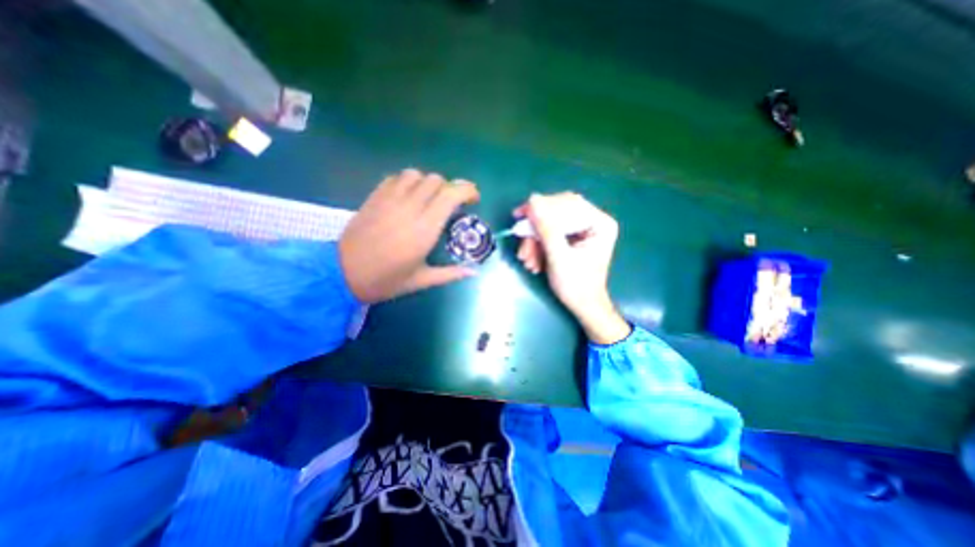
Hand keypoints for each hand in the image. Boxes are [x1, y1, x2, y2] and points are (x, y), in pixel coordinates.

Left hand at [340, 169, 479, 300]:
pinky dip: (408, 182)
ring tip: (430, 199)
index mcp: (424, 229)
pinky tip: (408, 196)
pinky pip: (396, 177)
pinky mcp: (374, 197)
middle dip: (450, 188)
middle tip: (452, 205)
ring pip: (416, 174)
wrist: (342, 273)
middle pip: (436, 180)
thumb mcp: (421, 281)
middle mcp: (409, 208)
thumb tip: (474, 271)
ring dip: (428, 183)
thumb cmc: (385, 280)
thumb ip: (450, 274)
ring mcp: (389, 199)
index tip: (473, 200)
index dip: (467, 190)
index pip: (451, 194)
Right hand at [513, 195, 628, 343]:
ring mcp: (582, 230)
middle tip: (520, 239)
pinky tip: (533, 261)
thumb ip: (546, 228)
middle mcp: (593, 221)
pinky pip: (550, 234)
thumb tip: (533, 200)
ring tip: (526, 260)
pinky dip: (539, 246)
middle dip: (536, 229)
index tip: (520, 214)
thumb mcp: (559, 256)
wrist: (583, 307)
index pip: (567, 203)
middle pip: (557, 212)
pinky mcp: (572, 238)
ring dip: (534, 241)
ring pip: (550, 225)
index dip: (542, 207)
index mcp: (599, 223)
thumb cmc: (576, 285)